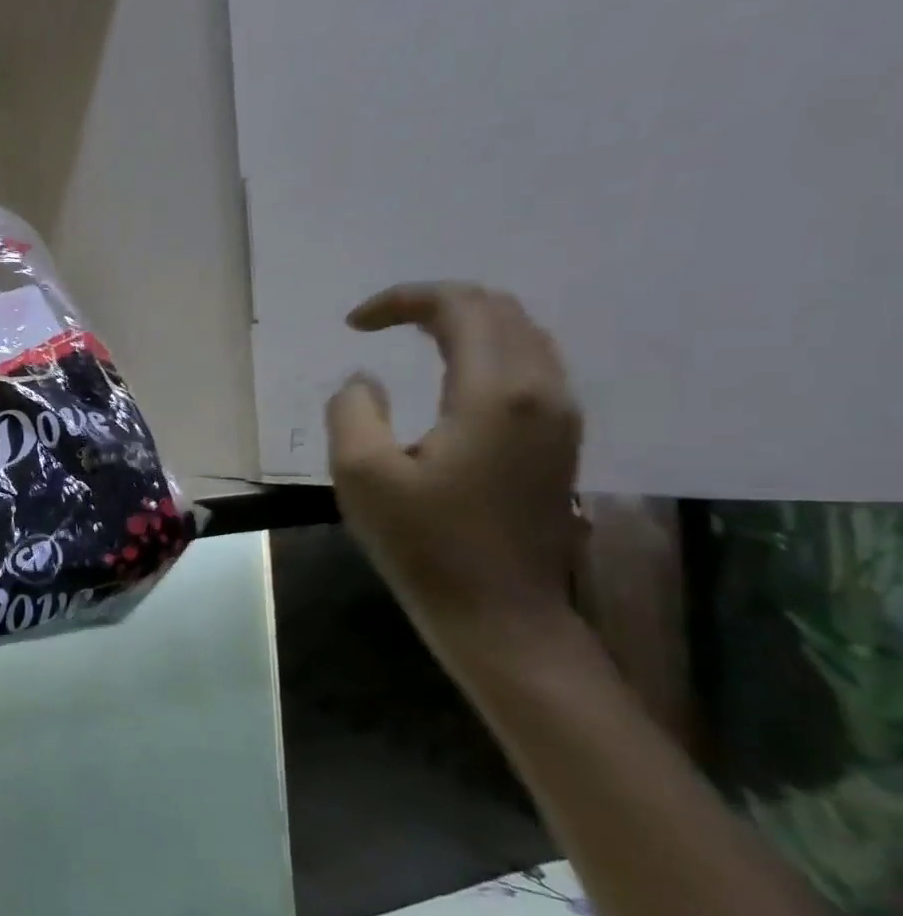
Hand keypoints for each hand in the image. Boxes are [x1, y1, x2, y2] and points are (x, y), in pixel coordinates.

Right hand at [325, 283, 582, 645]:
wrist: (501, 614)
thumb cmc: (426, 546)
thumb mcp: (362, 476)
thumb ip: (353, 411)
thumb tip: (365, 381)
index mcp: (496, 393)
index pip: (460, 308)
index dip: (403, 300)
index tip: (354, 324)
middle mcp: (543, 390)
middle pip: (499, 310)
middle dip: (434, 303)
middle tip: (380, 324)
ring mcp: (561, 416)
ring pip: (522, 334)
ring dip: (465, 323)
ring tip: (412, 339)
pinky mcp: (561, 440)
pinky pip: (531, 364)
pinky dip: (487, 350)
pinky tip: (452, 375)